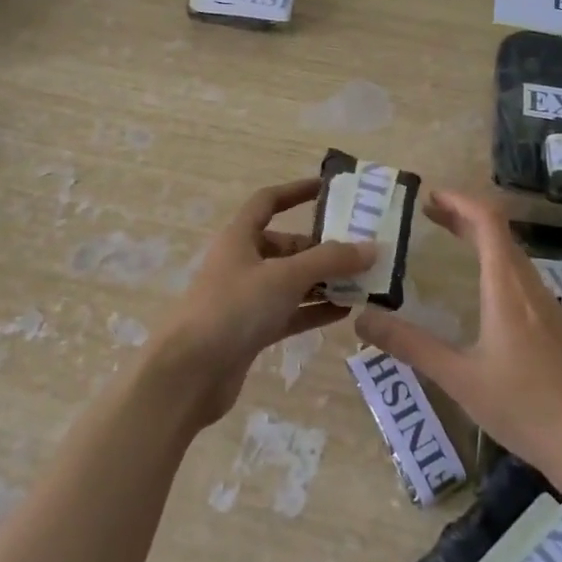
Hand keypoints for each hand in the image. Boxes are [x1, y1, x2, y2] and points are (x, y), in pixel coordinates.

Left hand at [150, 178, 375, 428]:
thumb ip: (329, 261)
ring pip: (292, 281)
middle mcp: (243, 262)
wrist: (189, 373)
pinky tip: (346, 312)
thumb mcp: (285, 277)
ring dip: (324, 281)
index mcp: (240, 237)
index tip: (329, 188)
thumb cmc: (234, 308)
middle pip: (287, 246)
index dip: (296, 191)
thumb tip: (371, 248)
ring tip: (364, 282)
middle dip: (322, 248)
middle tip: (363, 251)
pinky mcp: (252, 331)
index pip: (268, 202)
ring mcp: (247, 299)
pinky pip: (291, 312)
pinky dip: (315, 310)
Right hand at [355, 189, 561, 489]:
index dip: (459, 201)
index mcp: (507, 289)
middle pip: (499, 233)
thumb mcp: (458, 378)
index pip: (488, 221)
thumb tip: (361, 320)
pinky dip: (496, 262)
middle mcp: (531, 287)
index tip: (428, 197)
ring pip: (513, 255)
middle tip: (427, 214)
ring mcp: (549, 307)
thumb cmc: (524, 408)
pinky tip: (482, 290)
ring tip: (449, 241)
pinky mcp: (557, 327)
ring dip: (481, 238)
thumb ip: (409, 345)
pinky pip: (522, 277)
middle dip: (463, 216)